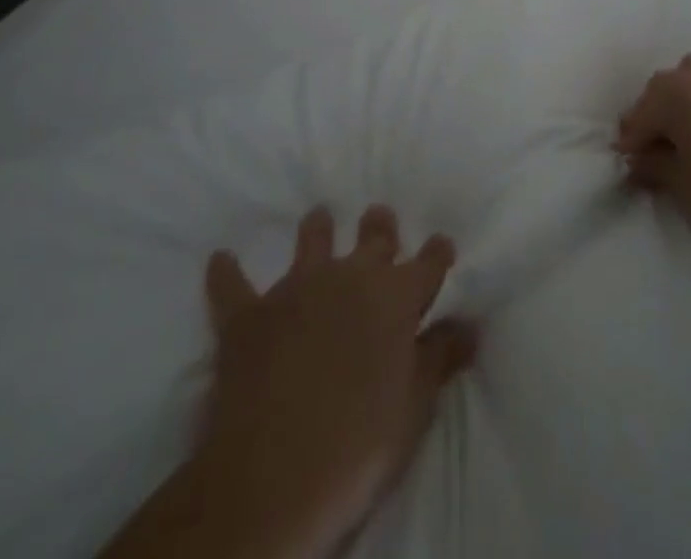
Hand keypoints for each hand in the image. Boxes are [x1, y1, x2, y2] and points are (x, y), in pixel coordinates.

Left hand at [185, 206, 474, 558]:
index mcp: (395, 297)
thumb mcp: (415, 407)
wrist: (276, 473)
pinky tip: (220, 260)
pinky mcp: (249, 315)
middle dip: (380, 227)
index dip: (437, 253)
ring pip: (311, 241)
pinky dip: (227, 273)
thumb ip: (440, 358)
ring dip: (317, 229)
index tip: (441, 245)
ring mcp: (296, 289)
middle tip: (379, 218)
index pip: (427, 263)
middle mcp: (350, 276)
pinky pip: (233, 285)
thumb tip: (470, 324)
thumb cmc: (360, 443)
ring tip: (319, 218)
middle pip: (373, 237)